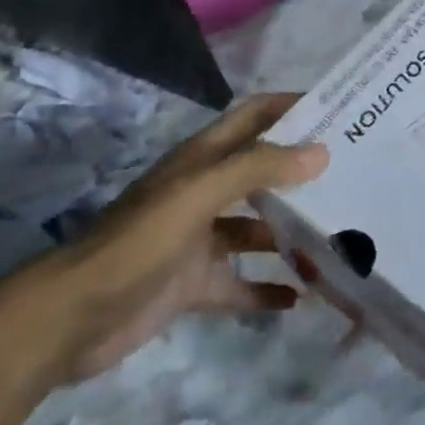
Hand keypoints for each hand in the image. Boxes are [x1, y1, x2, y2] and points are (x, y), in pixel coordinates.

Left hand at [18, 94, 327, 382]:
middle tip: (354, 178)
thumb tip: (321, 152)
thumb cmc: (139, 241)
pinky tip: (300, 299)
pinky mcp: (191, 284)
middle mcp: (204, 191)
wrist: (71, 318)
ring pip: (256, 230)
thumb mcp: (200, 194)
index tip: (338, 109)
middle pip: (262, 172)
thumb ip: (259, 168)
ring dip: (290, 235)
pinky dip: (267, 290)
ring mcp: (198, 239)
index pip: (254, 115)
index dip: (291, 106)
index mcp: (203, 159)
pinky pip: (239, 284)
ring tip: (338, 241)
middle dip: (302, 173)